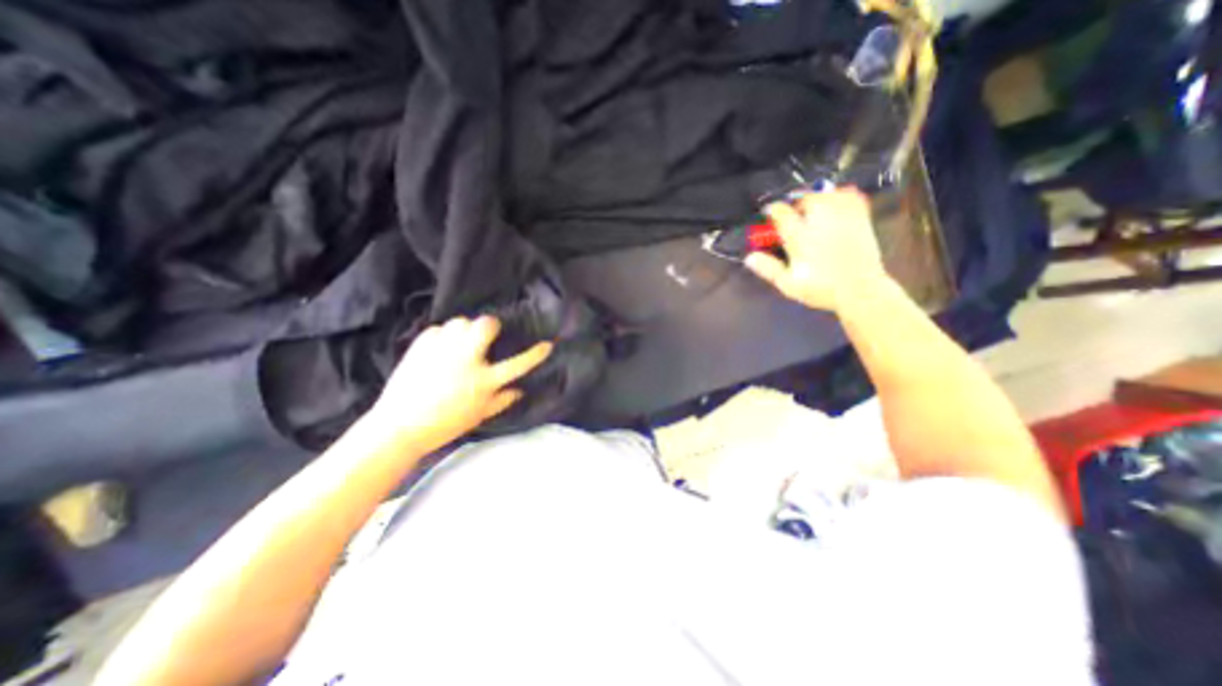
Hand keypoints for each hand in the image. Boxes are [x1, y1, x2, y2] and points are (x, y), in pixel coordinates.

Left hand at [368, 318, 548, 444]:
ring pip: (461, 321)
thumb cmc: (445, 424)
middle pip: (485, 325)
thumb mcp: (479, 415)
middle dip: (491, 325)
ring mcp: (442, 350)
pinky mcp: (421, 345)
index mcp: (483, 381)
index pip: (518, 364)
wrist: (400, 426)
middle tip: (487, 335)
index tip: (547, 345)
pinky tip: (441, 348)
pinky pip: (439, 328)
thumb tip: (521, 389)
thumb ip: (503, 400)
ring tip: (461, 342)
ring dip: (465, 329)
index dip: (535, 354)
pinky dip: (443, 335)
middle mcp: (465, 359)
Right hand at [744, 191, 888, 312]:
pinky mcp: (860, 219)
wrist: (861, 291)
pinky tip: (835, 204)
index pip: (782, 214)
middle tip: (793, 216)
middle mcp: (821, 223)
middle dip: (796, 204)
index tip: (769, 213)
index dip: (772, 210)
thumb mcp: (788, 284)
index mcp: (801, 239)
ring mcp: (843, 219)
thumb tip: (749, 257)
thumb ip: (768, 269)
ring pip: (828, 194)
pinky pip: (851, 196)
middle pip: (806, 199)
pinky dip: (841, 195)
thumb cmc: (821, 289)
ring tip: (812, 210)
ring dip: (816, 198)